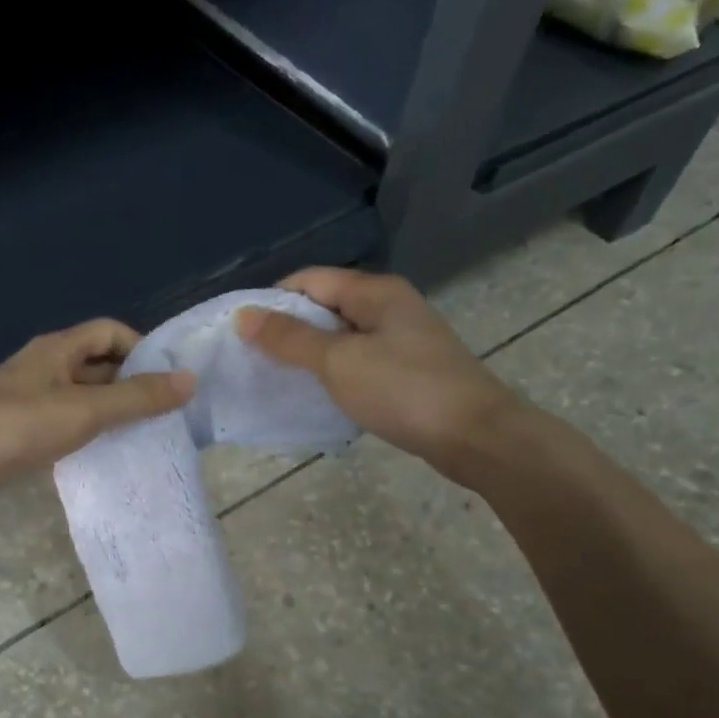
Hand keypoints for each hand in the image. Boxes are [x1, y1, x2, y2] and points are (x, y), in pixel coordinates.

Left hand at [0, 319, 194, 499]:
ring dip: (111, 409)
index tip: (166, 380)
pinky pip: (66, 418)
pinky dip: (88, 429)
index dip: (141, 349)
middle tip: (164, 412)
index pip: (110, 332)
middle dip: (131, 384)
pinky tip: (104, 451)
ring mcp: (31, 395)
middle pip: (99, 363)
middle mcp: (46, 364)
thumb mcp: (87, 410)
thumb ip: (138, 398)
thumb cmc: (21, 425)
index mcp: (59, 348)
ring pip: (83, 394)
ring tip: (143, 435)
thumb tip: (189, 380)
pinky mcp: (21, 424)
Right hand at [235, 268, 522, 483]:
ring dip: (309, 354)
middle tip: (252, 358)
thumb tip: (244, 316)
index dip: (273, 300)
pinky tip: (316, 394)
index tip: (242, 331)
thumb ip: (290, 338)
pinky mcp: (407, 371)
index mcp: (375, 292)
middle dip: (288, 329)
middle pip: (325, 306)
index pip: (310, 280)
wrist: (477, 437)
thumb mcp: (339, 361)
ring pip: (341, 337)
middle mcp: (389, 307)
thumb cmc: (404, 390)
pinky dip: (333, 373)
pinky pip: (358, 361)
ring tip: (276, 377)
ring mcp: (402, 339)